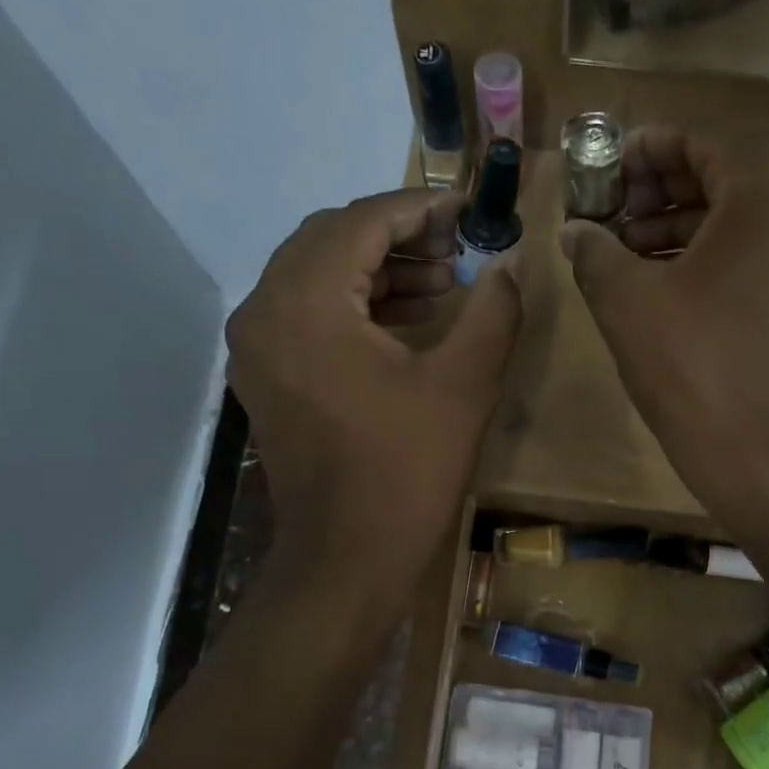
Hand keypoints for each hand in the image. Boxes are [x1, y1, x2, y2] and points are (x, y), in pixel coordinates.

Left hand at [227, 191, 521, 588]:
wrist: (346, 561)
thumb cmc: (405, 472)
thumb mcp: (463, 385)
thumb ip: (493, 310)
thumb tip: (510, 264)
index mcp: (305, 303)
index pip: (360, 222)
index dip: (419, 207)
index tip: (467, 209)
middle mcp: (264, 312)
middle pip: (329, 240)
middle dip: (397, 235)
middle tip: (457, 248)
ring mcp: (257, 348)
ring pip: (315, 275)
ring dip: (376, 269)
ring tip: (442, 284)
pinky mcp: (266, 378)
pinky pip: (307, 313)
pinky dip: (354, 304)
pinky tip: (406, 320)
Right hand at [559, 127, 768, 522]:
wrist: (766, 456)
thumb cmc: (694, 366)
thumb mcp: (626, 302)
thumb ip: (594, 251)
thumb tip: (574, 231)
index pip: (697, 145)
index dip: (641, 154)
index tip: (603, 172)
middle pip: (724, 179)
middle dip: (660, 194)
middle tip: (610, 218)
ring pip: (746, 219)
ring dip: (685, 228)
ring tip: (629, 256)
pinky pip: (767, 253)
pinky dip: (720, 257)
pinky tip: (672, 284)